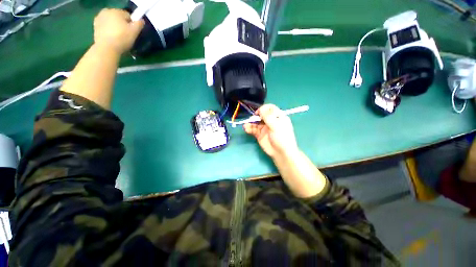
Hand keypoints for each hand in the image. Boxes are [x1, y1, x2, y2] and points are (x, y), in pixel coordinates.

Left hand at [93, 9, 143, 54]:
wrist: (106, 48)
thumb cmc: (122, 38)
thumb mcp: (134, 31)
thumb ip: (139, 24)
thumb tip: (141, 20)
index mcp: (116, 11)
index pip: (128, 16)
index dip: (132, 24)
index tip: (132, 32)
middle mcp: (106, 11)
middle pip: (119, 18)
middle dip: (123, 25)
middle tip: (126, 35)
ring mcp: (99, 18)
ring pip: (112, 22)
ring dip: (115, 27)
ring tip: (119, 37)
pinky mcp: (95, 26)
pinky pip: (105, 26)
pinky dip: (109, 30)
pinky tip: (112, 38)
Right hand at [244, 104, 298, 158]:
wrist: (281, 153)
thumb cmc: (282, 138)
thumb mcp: (276, 126)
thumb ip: (268, 117)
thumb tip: (261, 109)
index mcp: (277, 117)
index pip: (269, 108)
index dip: (263, 109)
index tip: (259, 113)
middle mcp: (270, 121)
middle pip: (261, 115)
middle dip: (255, 116)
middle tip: (252, 120)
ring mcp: (264, 127)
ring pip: (255, 122)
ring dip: (250, 122)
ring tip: (246, 126)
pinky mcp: (259, 134)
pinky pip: (253, 129)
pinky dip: (249, 128)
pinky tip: (246, 129)